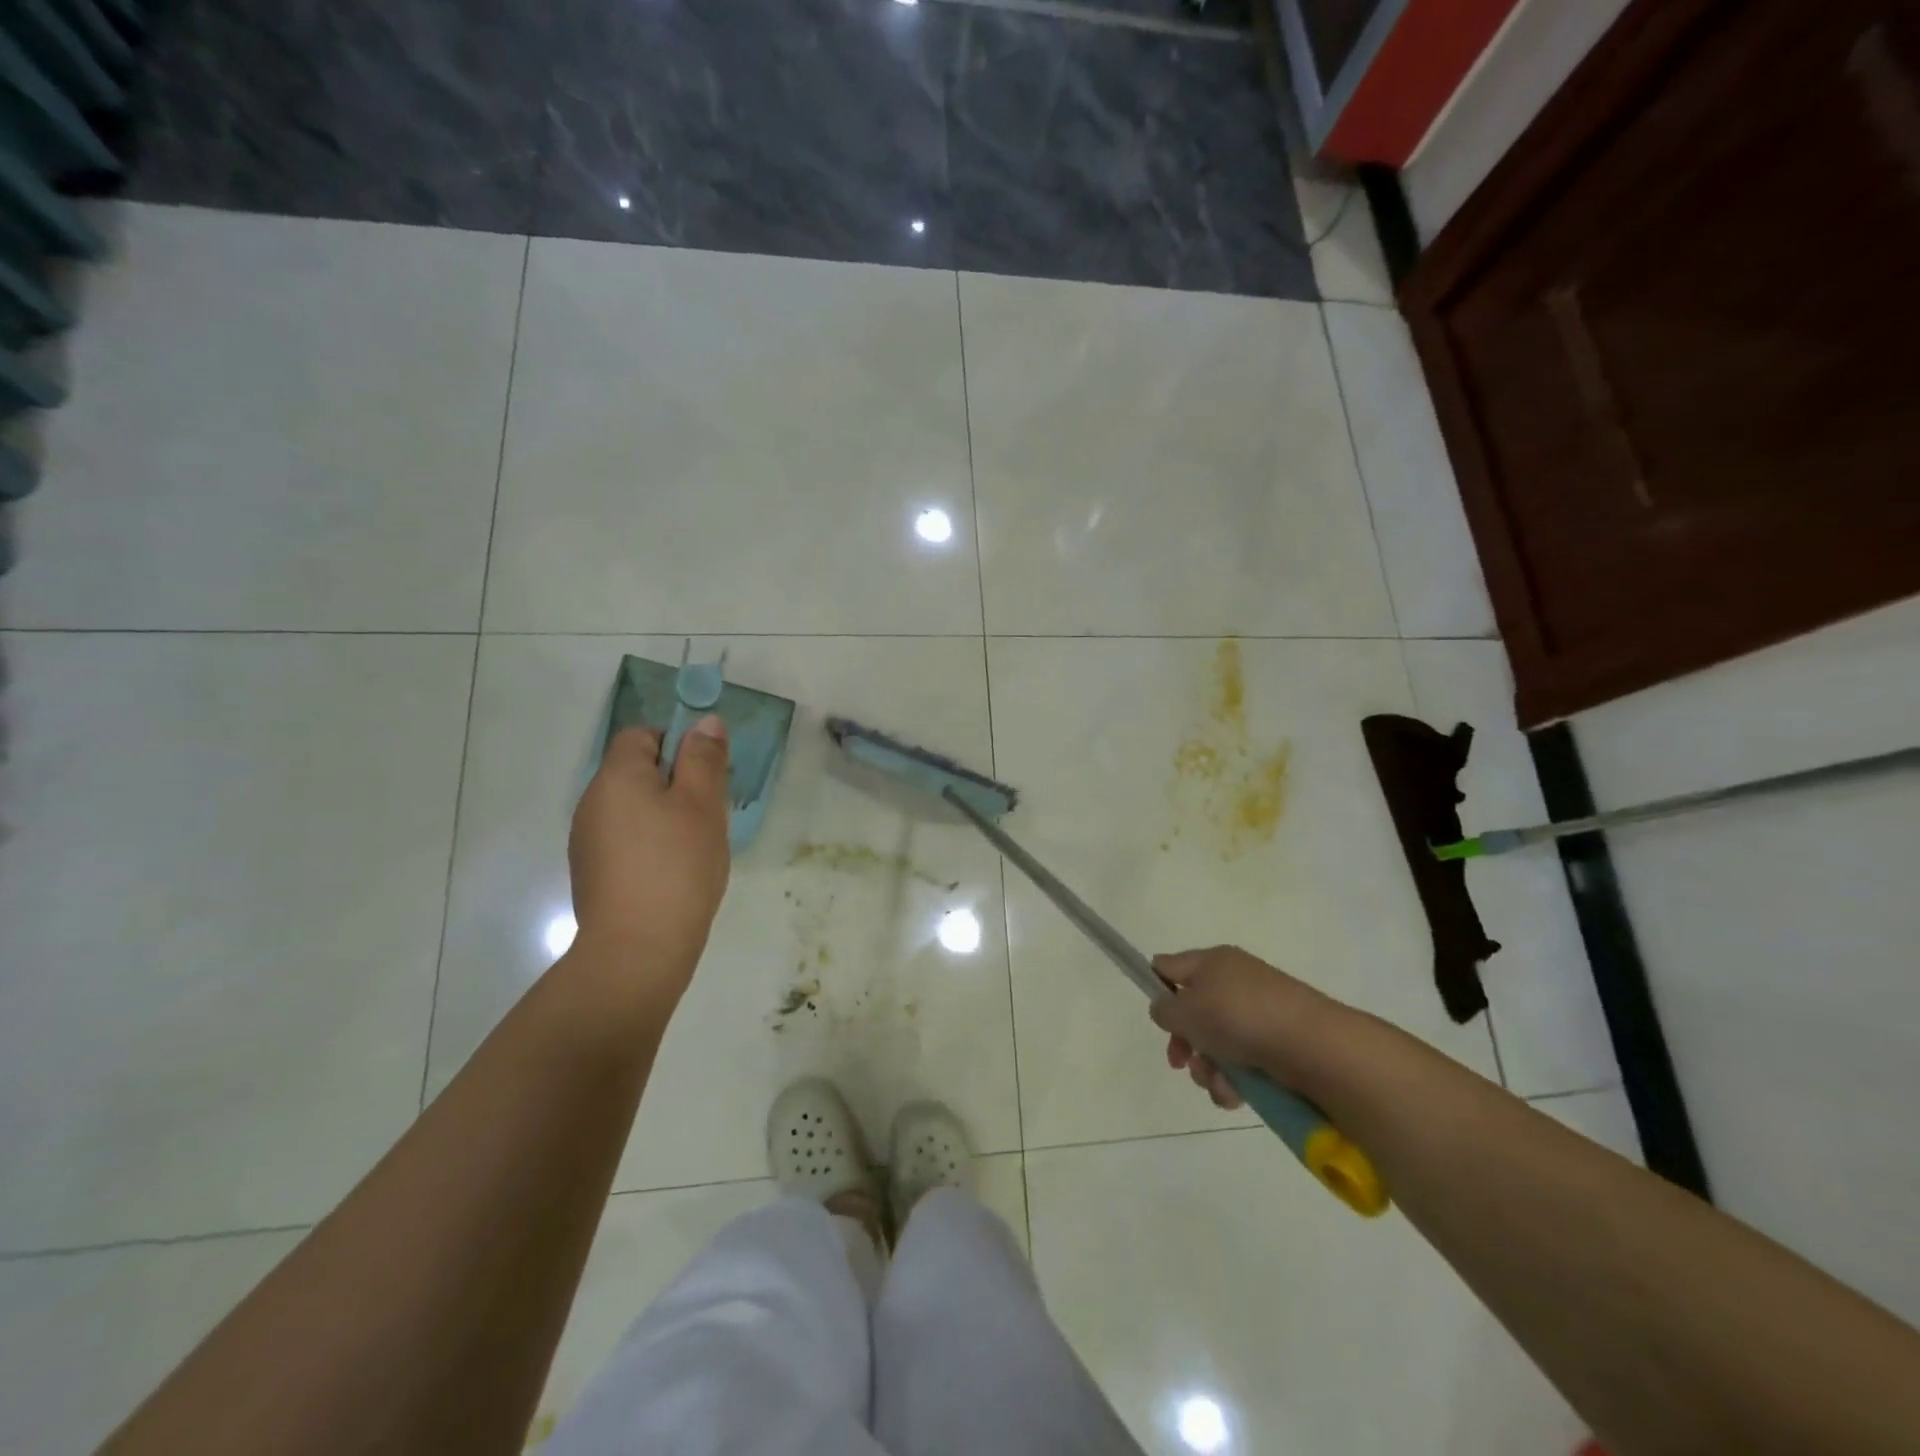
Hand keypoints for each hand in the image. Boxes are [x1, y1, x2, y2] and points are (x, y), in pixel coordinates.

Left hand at [567, 718, 731, 992]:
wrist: (638, 949)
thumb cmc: (677, 866)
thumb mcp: (702, 804)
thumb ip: (704, 759)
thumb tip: (705, 722)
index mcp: (617, 777)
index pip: (641, 735)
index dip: (677, 743)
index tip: (706, 774)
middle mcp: (592, 802)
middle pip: (636, 772)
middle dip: (675, 783)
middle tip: (709, 813)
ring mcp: (588, 841)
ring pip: (633, 808)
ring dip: (664, 816)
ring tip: (695, 847)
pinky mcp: (592, 873)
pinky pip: (626, 840)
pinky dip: (650, 845)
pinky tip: (673, 873)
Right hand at [1149, 946, 1332, 1109]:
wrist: (1313, 1045)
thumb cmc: (1239, 1016)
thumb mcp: (1186, 1009)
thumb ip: (1164, 1009)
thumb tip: (1167, 1010)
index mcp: (1212, 962)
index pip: (1170, 966)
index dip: (1156, 988)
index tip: (1158, 1018)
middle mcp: (1234, 983)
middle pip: (1193, 1012)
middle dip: (1183, 1042)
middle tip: (1180, 1062)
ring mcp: (1258, 1015)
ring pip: (1216, 1044)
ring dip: (1207, 1068)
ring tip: (1216, 1082)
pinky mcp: (1277, 1046)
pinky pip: (1242, 1064)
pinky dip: (1233, 1081)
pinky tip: (1235, 1094)